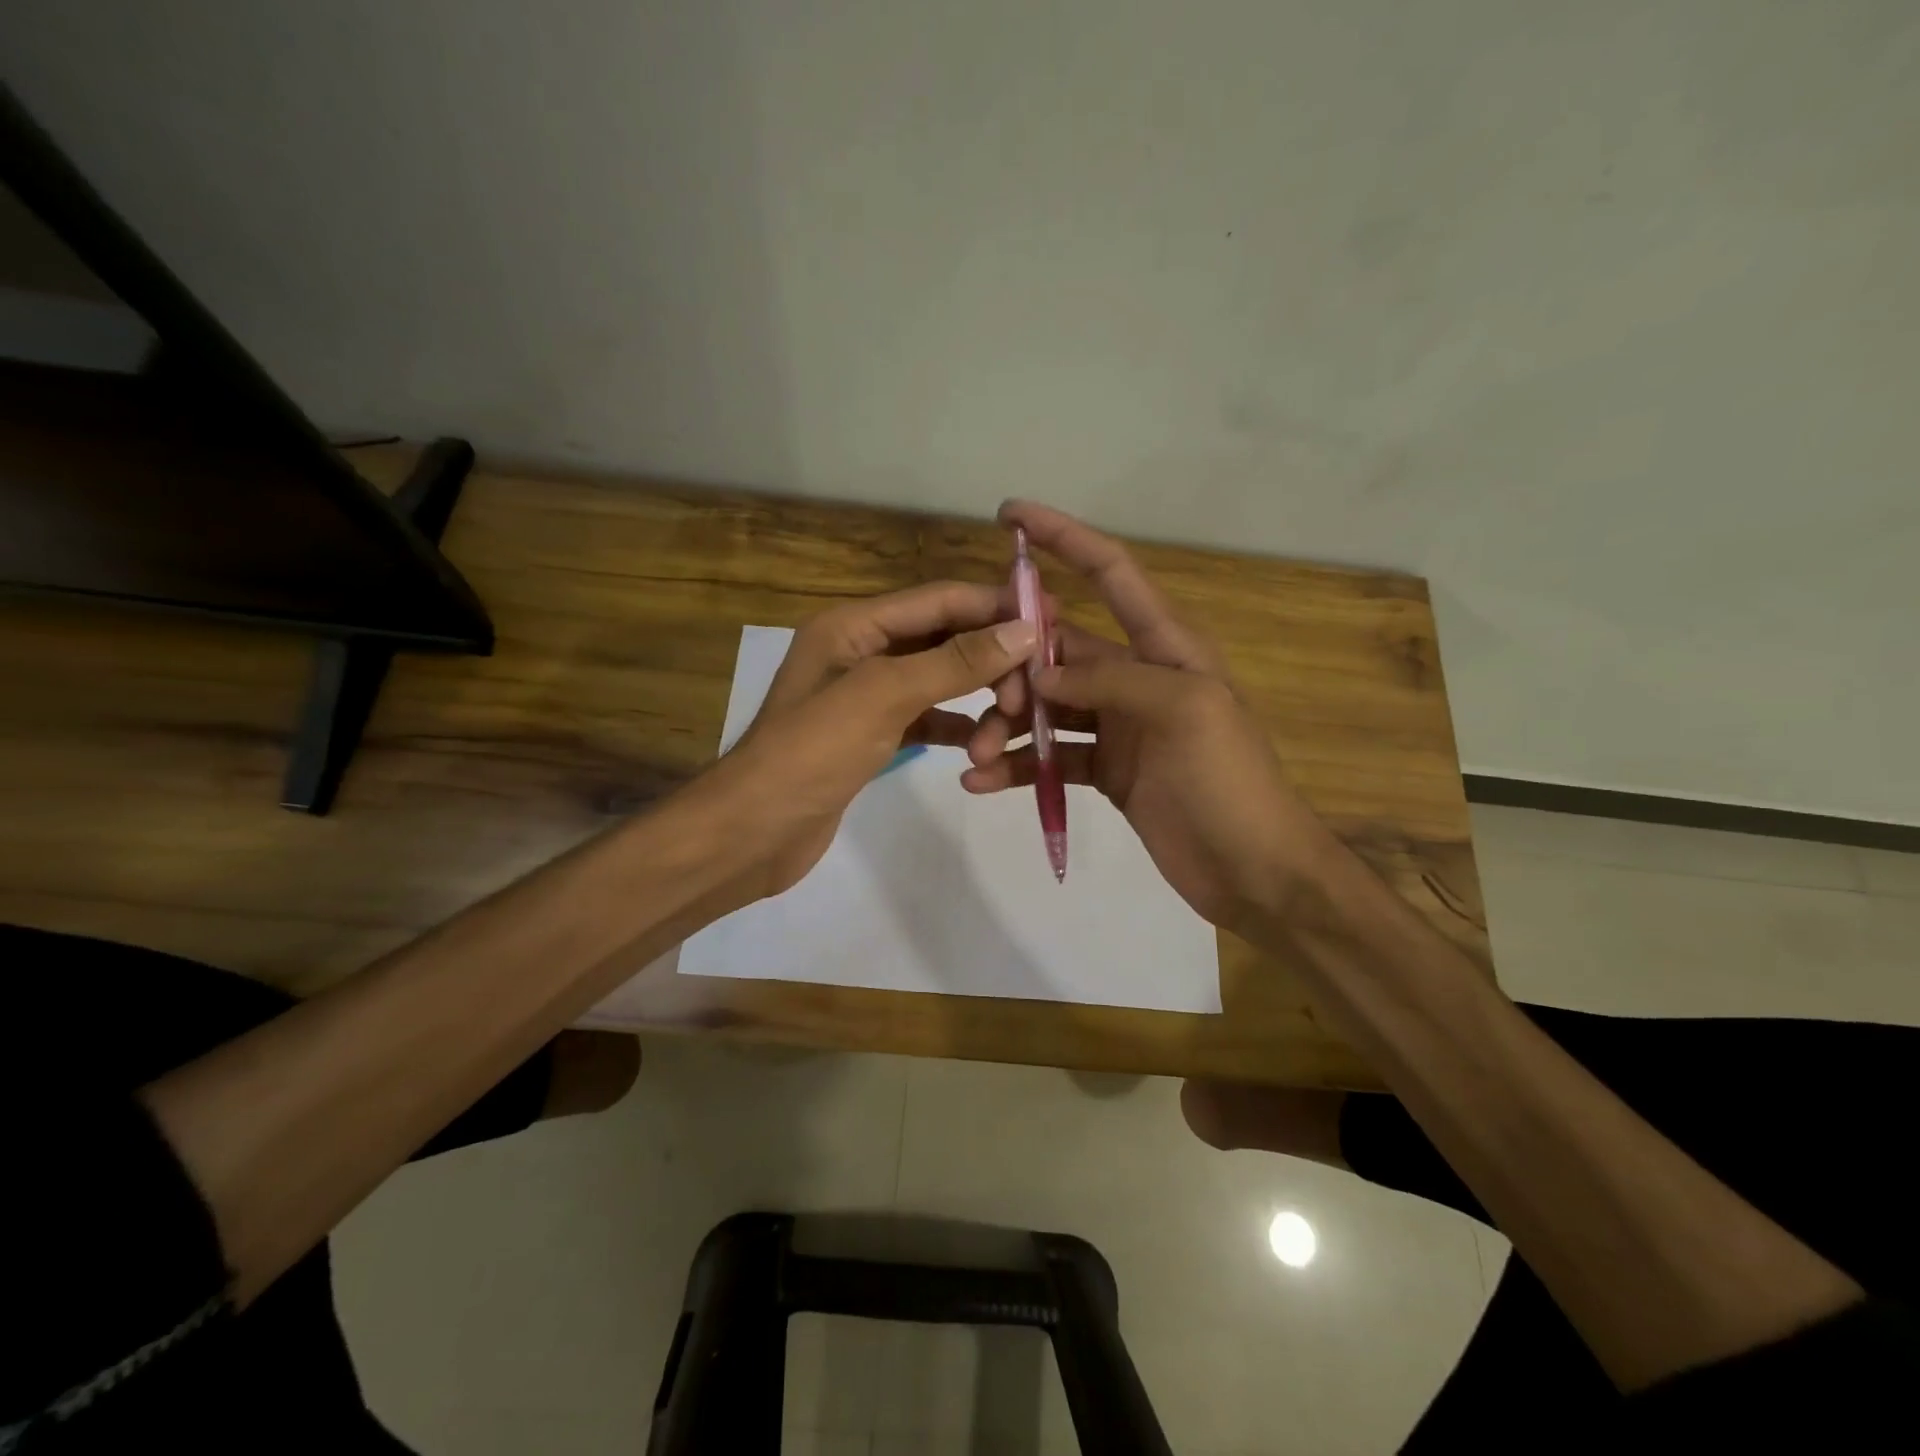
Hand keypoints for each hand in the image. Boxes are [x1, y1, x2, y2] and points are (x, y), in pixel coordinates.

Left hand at [693, 580, 1038, 905]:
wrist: (753, 833)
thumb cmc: (812, 753)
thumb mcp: (884, 696)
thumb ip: (954, 661)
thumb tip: (1023, 630)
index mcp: (854, 626)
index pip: (939, 599)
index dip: (994, 604)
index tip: (1050, 618)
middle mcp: (861, 651)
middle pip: (944, 639)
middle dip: (991, 662)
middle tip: (1032, 695)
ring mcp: (867, 696)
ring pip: (940, 682)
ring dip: (978, 702)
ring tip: (1005, 733)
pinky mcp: (872, 736)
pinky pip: (928, 718)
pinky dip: (957, 728)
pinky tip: (983, 747)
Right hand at [963, 502, 1337, 932]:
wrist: (1252, 870)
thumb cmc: (1228, 781)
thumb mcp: (1183, 711)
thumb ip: (1110, 680)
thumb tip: (1039, 672)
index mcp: (1164, 646)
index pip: (1111, 572)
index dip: (1063, 537)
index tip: (1009, 516)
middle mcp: (1136, 675)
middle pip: (1059, 649)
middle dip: (1014, 666)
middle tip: (989, 703)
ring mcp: (1117, 724)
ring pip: (1045, 706)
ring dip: (1006, 725)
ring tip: (975, 755)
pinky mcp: (1105, 769)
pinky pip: (1049, 756)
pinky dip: (1016, 766)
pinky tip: (982, 782)